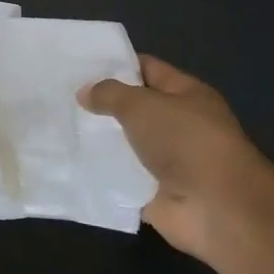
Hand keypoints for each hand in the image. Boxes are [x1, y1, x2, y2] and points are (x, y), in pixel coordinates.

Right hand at [78, 56, 273, 259]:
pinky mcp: (153, 193)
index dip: (116, 64)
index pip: (147, 69)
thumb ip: (110, 94)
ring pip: (124, 145)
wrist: (216, 208)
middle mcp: (178, 126)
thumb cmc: (186, 141)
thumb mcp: (142, 104)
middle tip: (61, 96)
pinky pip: (120, 179)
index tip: (79, 64)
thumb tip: (84, 92)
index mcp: (186, 95)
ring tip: (57, 128)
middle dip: (101, 105)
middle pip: (133, 109)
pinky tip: (69, 163)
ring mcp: (167, 162)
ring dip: (97, 141)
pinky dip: (100, 174)